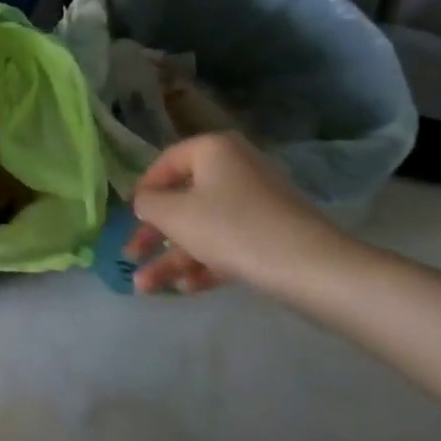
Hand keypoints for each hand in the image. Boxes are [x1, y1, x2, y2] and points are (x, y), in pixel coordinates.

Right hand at [125, 132, 356, 297]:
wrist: (312, 269)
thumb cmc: (232, 228)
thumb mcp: (174, 213)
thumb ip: (149, 204)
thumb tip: (146, 203)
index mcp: (213, 151)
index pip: (165, 163)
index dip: (143, 191)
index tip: (128, 217)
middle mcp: (235, 169)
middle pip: (184, 201)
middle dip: (154, 236)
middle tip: (130, 256)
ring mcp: (257, 204)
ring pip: (204, 228)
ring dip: (173, 257)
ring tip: (146, 288)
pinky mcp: (272, 236)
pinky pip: (228, 244)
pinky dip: (205, 263)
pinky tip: (185, 289)